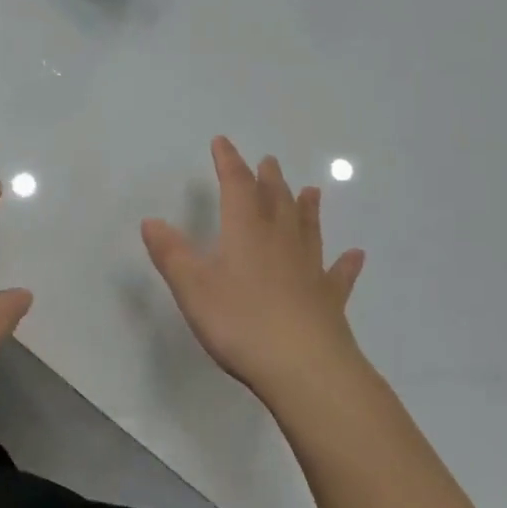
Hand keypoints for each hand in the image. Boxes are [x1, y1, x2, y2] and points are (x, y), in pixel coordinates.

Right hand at [142, 137, 366, 416]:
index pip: (237, 185)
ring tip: (312, 190)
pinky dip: (345, 263)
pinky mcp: (328, 298)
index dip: (229, 162)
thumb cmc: (239, 321)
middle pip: (276, 200)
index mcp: (246, 231)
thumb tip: (151, 221)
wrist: (303, 366)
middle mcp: (280, 240)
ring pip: (308, 228)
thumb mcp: (192, 287)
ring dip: (307, 208)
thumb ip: (171, 253)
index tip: (222, 142)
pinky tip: (355, 255)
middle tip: (269, 162)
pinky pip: (338, 274)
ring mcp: (309, 268)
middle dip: (268, 179)